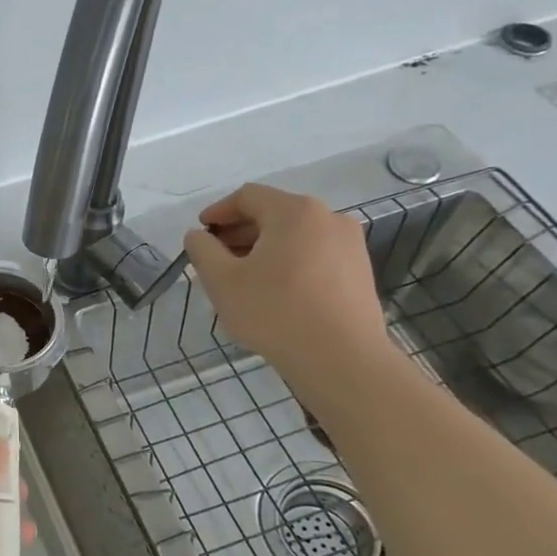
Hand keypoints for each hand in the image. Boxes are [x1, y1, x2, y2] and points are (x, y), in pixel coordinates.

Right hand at [181, 183, 392, 379]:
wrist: (341, 359)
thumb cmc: (274, 311)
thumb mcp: (222, 280)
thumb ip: (202, 250)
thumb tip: (197, 236)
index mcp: (294, 212)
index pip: (248, 196)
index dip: (218, 211)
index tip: (200, 233)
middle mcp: (328, 218)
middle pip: (273, 214)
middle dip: (239, 232)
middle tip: (215, 257)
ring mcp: (349, 245)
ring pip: (294, 236)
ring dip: (262, 248)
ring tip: (240, 277)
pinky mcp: (359, 271)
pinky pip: (313, 254)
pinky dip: (287, 262)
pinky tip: (272, 291)